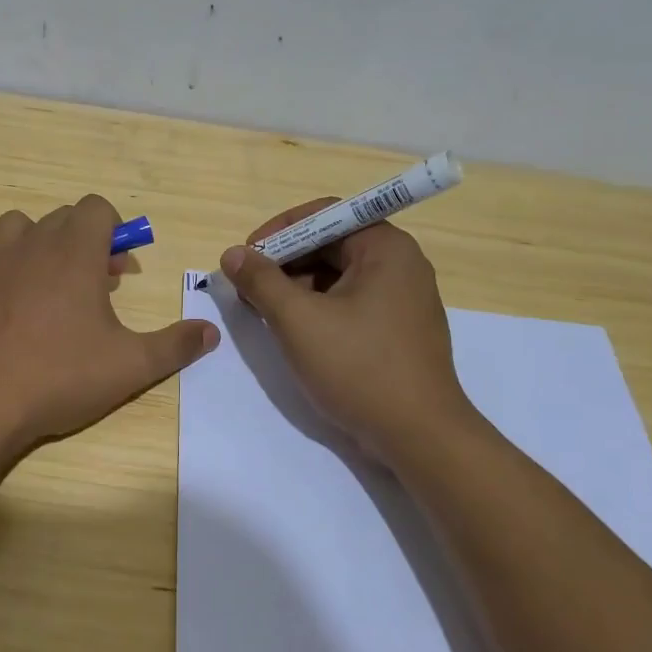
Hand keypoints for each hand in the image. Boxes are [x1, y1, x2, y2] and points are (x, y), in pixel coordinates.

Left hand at [0, 195, 217, 460]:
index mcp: (74, 254)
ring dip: (35, 243)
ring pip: (14, 226)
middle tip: (95, 290)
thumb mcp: (131, 366)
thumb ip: (176, 345)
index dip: (115, 232)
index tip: (120, 272)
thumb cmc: (59, 379)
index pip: (97, 208)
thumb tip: (211, 331)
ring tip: (44, 284)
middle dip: (84, 242)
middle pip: (61, 218)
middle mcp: (30, 245)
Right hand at [221, 200, 473, 462]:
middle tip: (248, 288)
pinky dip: (318, 310)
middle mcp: (400, 265)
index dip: (280, 231)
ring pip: (338, 277)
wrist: (418, 436)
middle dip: (285, 262)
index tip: (246, 256)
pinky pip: (350, 303)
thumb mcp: (298, 320)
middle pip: (331, 245)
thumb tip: (233, 254)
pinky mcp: (398, 330)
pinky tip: (294, 333)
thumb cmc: (358, 367)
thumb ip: (261, 281)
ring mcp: (402, 300)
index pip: (325, 215)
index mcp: (386, 248)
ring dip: (297, 288)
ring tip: (264, 313)